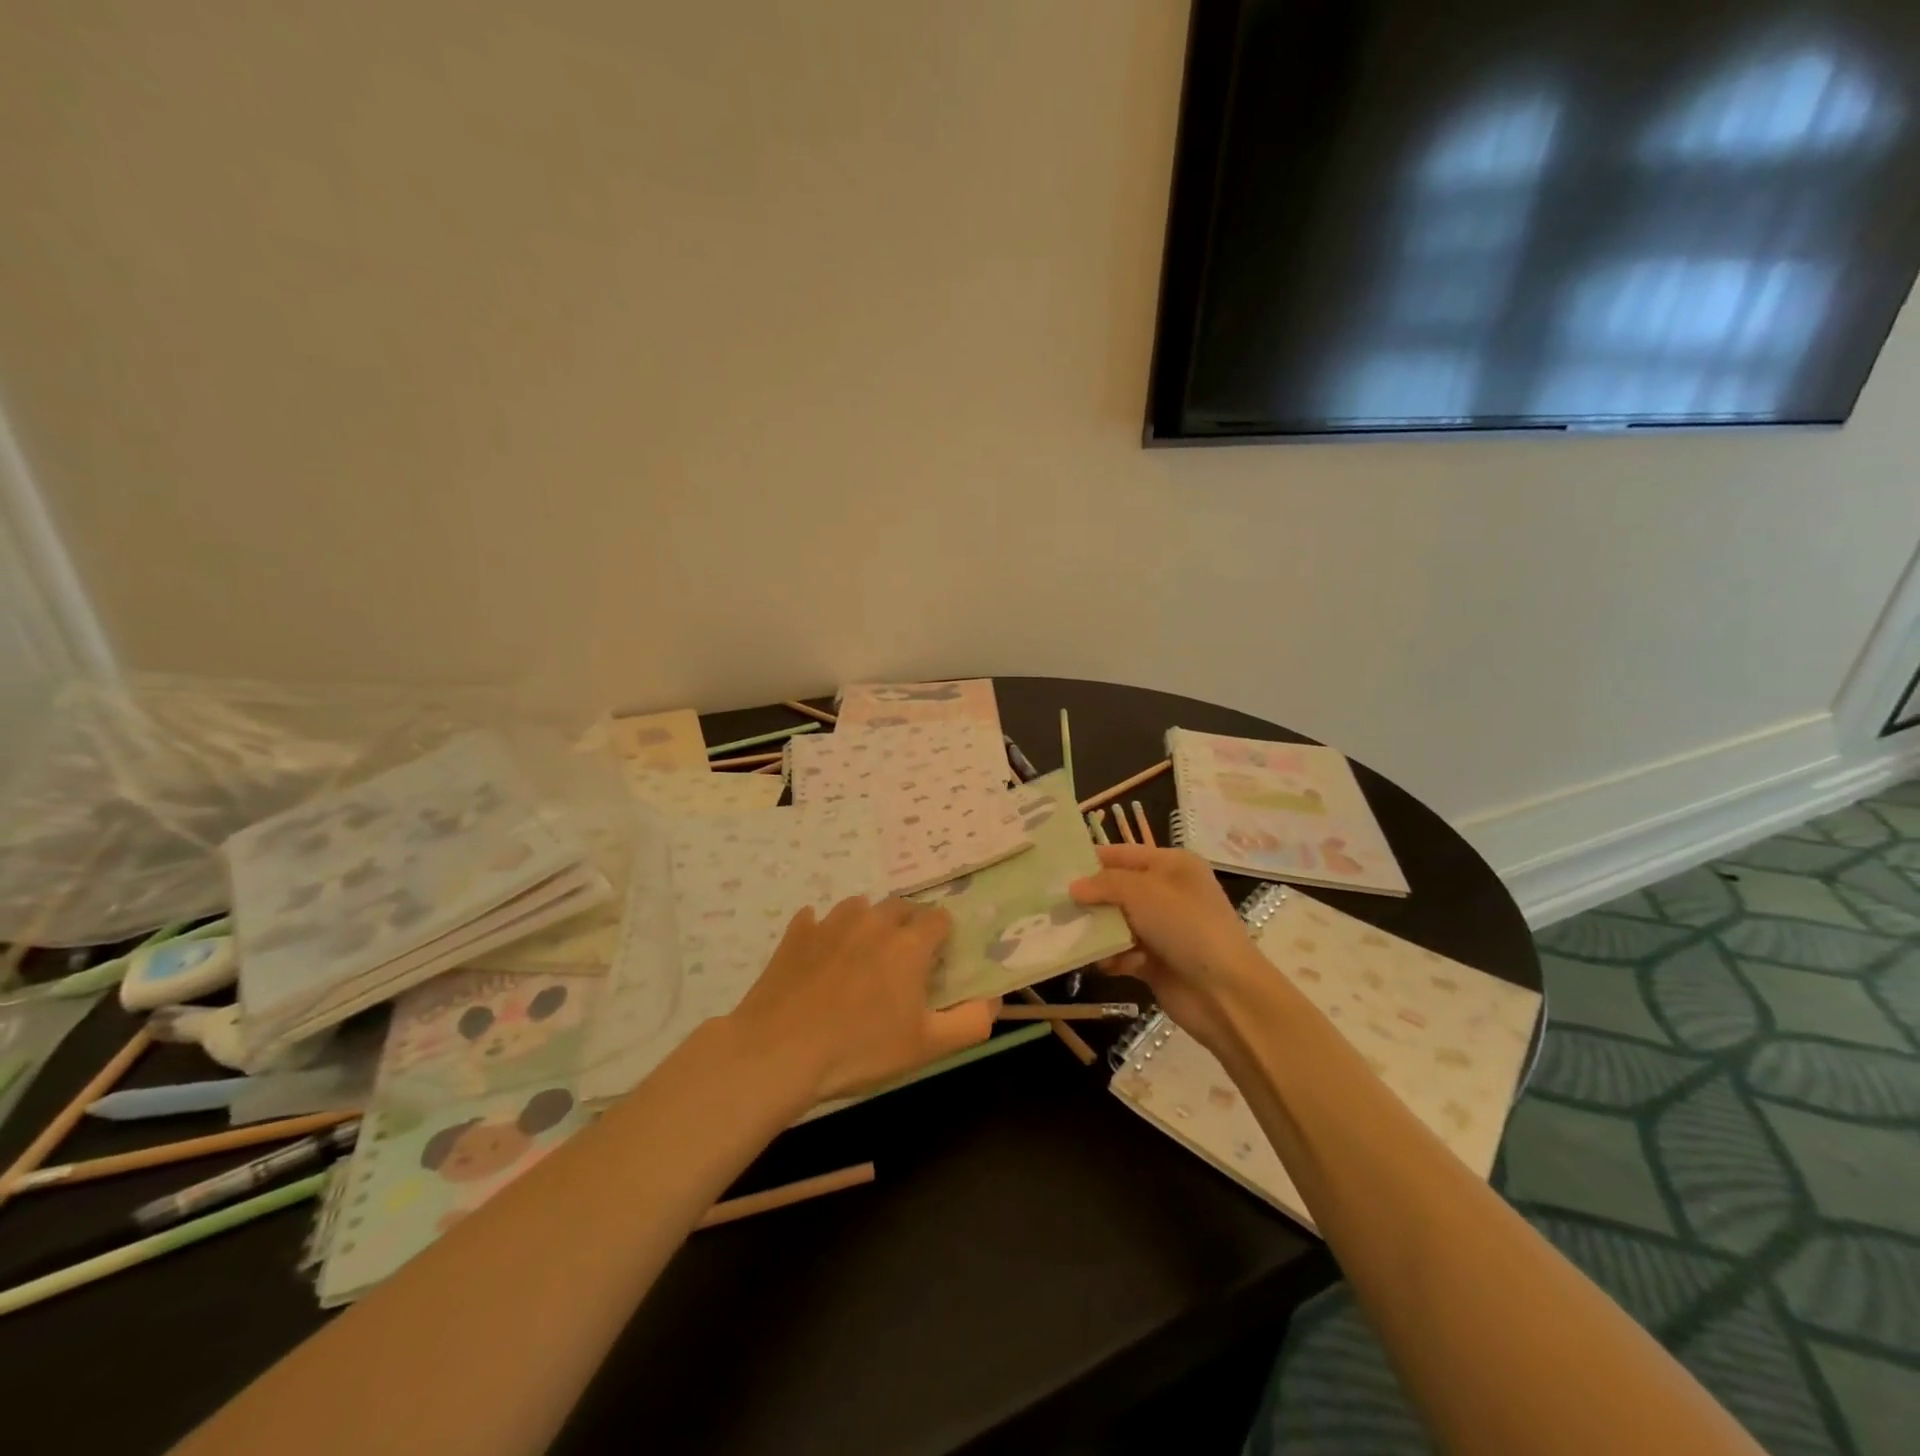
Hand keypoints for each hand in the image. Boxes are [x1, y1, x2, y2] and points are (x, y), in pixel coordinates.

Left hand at [728, 895, 995, 1105]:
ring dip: (868, 923)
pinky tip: (820, 955)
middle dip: (909, 926)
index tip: (937, 962)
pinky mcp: (796, 934)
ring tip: (863, 956)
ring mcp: (831, 923)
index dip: (943, 937)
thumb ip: (970, 1022)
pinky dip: (822, 931)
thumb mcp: (926, 1047)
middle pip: (901, 907)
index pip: (939, 918)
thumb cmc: (859, 1050)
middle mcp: (873, 921)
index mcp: (908, 944)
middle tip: (903, 961)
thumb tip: (994, 999)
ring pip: (859, 907)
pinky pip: (815, 919)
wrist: (778, 1052)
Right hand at [1069, 845, 1267, 1060]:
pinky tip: (1111, 966)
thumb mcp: (1142, 892)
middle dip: (1089, 900)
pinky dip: (1113, 958)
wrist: (1224, 992)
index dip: (1091, 860)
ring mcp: (1161, 929)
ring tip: (1078, 939)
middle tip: (1055, 907)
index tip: (1054, 869)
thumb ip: (1104, 884)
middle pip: (1116, 890)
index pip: (1122, 854)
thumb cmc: (1186, 927)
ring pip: (1115, 923)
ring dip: (1099, 932)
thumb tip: (1073, 887)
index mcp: (1171, 866)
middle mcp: (1166, 893)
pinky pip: (1122, 952)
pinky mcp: (1155, 961)